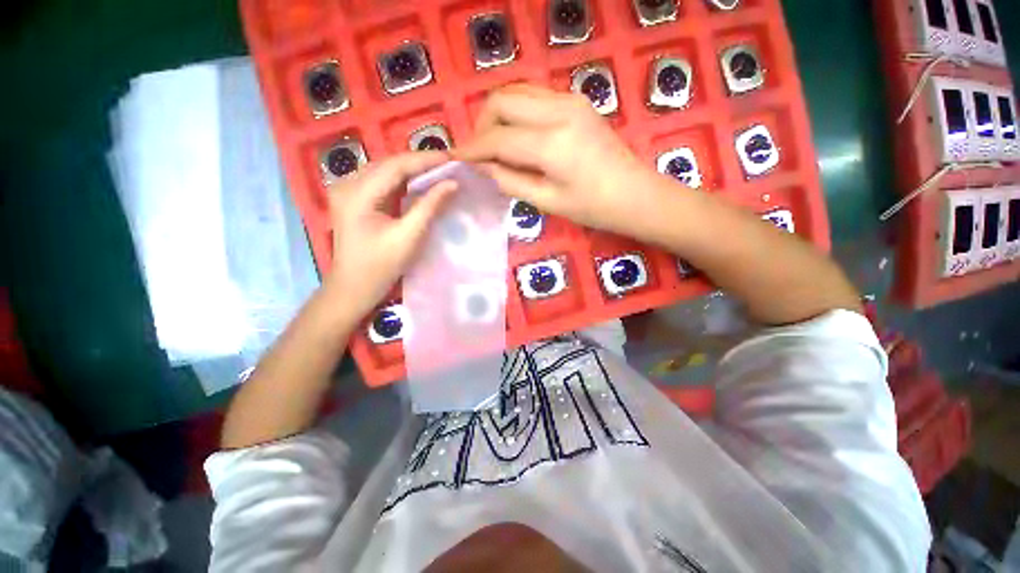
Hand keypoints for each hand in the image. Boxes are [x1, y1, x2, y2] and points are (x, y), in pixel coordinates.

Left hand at [324, 152, 455, 318]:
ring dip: (412, 170)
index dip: (426, 159)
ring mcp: (347, 190)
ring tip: (439, 171)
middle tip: (449, 165)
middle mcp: (346, 184)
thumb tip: (452, 183)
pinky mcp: (353, 199)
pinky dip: (403, 181)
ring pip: (386, 171)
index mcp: (357, 193)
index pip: (395, 165)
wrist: (353, 288)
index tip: (452, 158)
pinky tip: (420, 183)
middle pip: (389, 164)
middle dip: (420, 163)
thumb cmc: (380, 267)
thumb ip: (430, 206)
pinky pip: (381, 182)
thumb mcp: (408, 236)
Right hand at [457, 84, 662, 238]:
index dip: (473, 148)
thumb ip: (510, 181)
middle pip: (502, 101)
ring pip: (517, 92)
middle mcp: (559, 111)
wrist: (635, 195)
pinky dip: (517, 112)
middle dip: (482, 125)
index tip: (456, 157)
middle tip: (479, 153)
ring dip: (498, 115)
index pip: (498, 138)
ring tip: (495, 145)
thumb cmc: (593, 208)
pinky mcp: (576, 101)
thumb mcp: (547, 202)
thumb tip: (483, 167)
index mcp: (552, 143)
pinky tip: (516, 136)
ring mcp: (570, 100)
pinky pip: (534, 97)